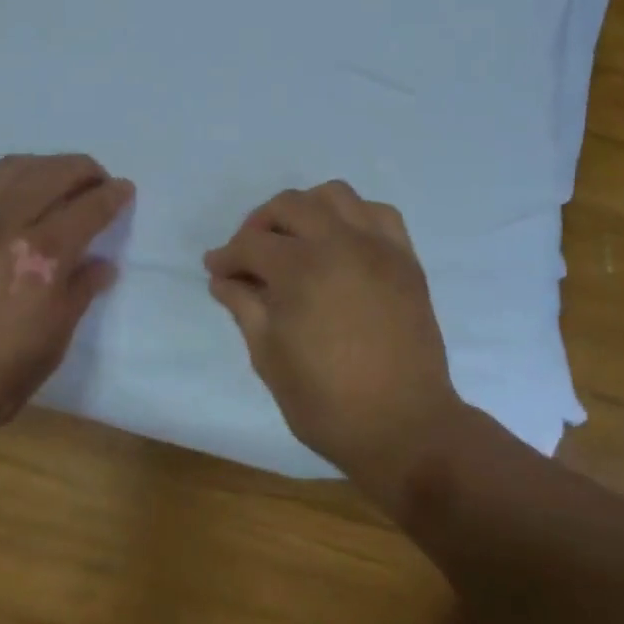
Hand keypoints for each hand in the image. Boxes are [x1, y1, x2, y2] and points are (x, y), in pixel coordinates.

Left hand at [0, 153, 133, 444]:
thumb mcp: (51, 345)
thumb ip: (79, 294)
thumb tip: (102, 264)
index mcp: (42, 258)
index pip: (89, 207)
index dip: (112, 195)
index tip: (124, 190)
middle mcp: (7, 224)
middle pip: (54, 172)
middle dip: (84, 170)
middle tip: (96, 181)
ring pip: (15, 167)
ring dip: (46, 166)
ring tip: (56, 181)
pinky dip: (7, 180)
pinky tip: (11, 197)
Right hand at [204, 181, 463, 498]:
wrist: (407, 429)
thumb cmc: (329, 403)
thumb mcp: (269, 359)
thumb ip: (244, 308)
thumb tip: (223, 279)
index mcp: (301, 271)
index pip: (251, 245)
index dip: (227, 256)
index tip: (216, 270)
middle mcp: (339, 244)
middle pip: (289, 205)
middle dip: (260, 224)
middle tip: (250, 254)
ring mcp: (378, 247)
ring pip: (334, 195)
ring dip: (306, 208)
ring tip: (296, 239)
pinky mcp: (406, 258)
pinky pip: (378, 213)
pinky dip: (354, 216)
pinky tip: (342, 242)